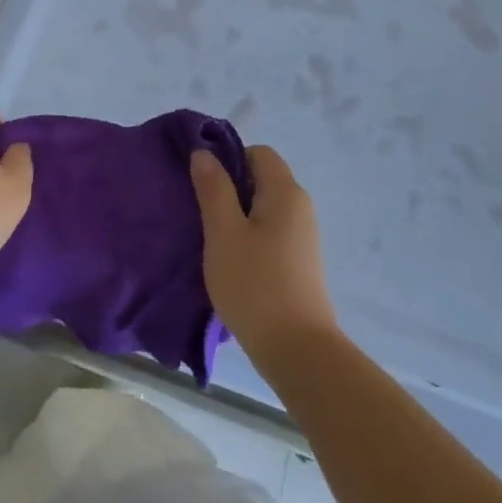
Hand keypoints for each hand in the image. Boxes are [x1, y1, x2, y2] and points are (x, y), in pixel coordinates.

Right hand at [191, 145, 336, 362]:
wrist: (296, 349)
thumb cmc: (254, 284)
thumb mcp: (223, 233)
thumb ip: (214, 189)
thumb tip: (204, 154)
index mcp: (285, 192)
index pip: (258, 153)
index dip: (228, 159)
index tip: (201, 182)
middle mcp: (300, 207)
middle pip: (262, 179)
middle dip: (229, 188)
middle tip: (199, 210)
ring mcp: (303, 236)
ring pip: (263, 208)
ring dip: (236, 215)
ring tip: (210, 238)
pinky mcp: (299, 261)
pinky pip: (270, 231)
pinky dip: (248, 236)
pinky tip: (229, 260)